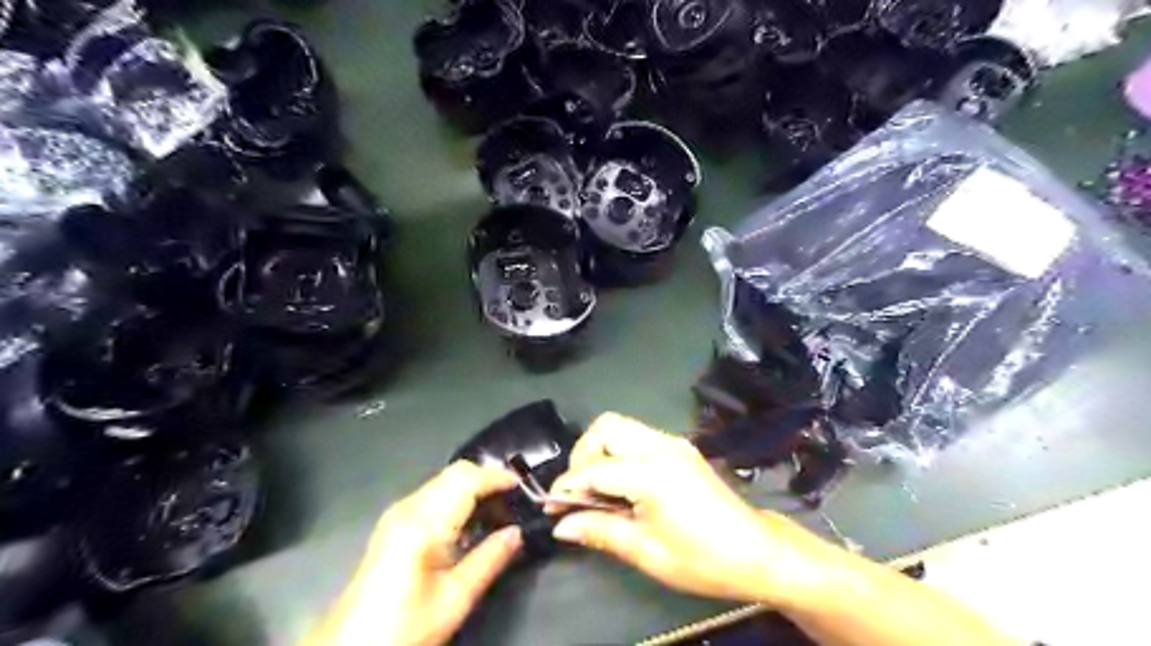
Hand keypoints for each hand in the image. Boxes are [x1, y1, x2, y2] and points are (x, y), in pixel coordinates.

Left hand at [306, 458, 522, 645]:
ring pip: (444, 481)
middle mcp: (409, 507)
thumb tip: (517, 532)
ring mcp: (398, 513)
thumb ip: (489, 559)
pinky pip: (433, 494)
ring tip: (498, 510)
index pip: (467, 480)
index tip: (523, 486)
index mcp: (424, 523)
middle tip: (513, 498)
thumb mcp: (455, 599)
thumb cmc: (405, 626)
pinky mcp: (394, 523)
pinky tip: (469, 522)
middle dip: (486, 478)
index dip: (497, 477)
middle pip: (455, 473)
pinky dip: (456, 497)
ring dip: (472, 486)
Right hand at [551, 415, 837, 605]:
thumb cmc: (703, 559)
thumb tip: (560, 525)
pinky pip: (637, 437)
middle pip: (605, 427)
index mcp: (654, 473)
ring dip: (599, 451)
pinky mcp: (680, 448)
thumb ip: (600, 530)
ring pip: (620, 426)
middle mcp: (662, 446)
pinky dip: (618, 453)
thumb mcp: (647, 552)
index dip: (568, 486)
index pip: (595, 468)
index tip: (551, 507)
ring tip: (596, 489)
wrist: (757, 552)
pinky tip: (620, 485)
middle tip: (578, 491)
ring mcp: (674, 443)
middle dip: (582, 455)